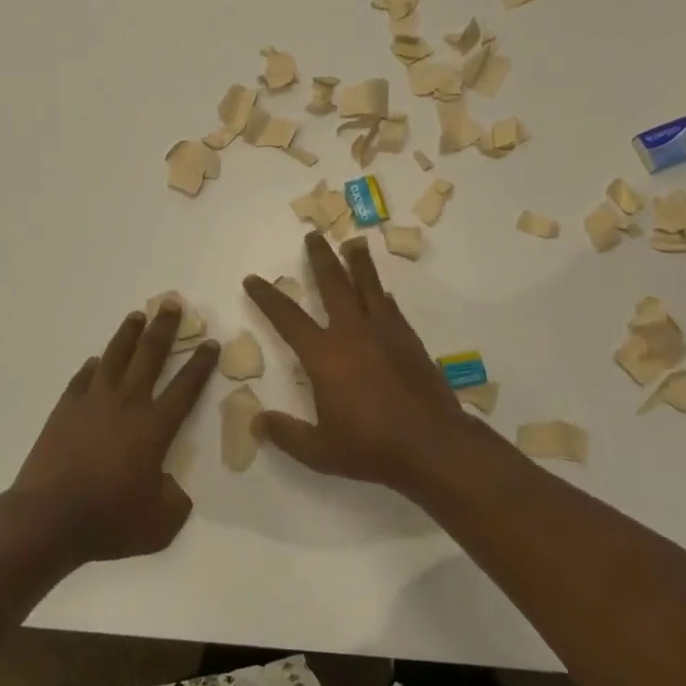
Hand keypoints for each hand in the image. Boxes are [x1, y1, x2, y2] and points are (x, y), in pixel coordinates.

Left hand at [7, 302, 217, 564]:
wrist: (49, 518)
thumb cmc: (109, 520)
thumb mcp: (160, 523)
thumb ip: (175, 500)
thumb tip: (174, 487)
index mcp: (155, 427)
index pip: (186, 386)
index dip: (201, 363)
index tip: (210, 341)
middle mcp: (127, 404)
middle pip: (150, 356)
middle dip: (165, 329)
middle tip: (172, 304)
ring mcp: (93, 402)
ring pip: (115, 357)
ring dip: (128, 334)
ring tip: (137, 316)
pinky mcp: (65, 410)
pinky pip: (82, 379)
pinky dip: (92, 367)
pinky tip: (96, 362)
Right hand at [241, 232, 478, 494]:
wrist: (433, 445)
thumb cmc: (371, 447)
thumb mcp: (319, 451)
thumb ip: (286, 434)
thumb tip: (257, 422)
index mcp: (324, 355)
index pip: (287, 317)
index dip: (267, 297)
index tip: (253, 279)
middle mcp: (352, 333)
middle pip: (333, 283)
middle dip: (320, 257)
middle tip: (314, 235)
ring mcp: (384, 332)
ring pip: (368, 286)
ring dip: (358, 262)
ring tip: (355, 242)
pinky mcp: (409, 340)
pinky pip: (390, 307)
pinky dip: (381, 294)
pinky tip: (382, 292)